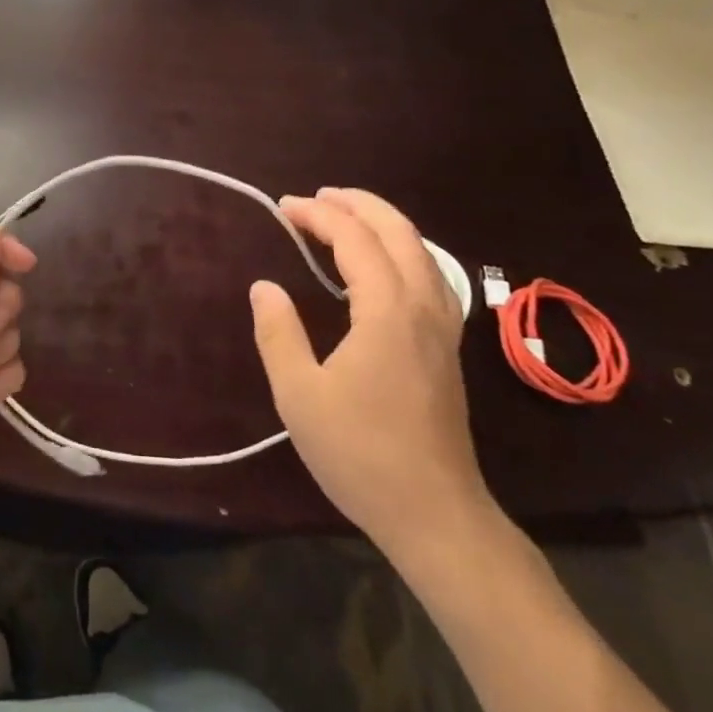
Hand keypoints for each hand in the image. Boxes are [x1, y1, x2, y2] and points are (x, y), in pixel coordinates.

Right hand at [250, 188, 492, 559]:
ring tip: (347, 216)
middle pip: (399, 233)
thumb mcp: (299, 394)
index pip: (355, 240)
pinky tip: (384, 265)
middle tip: (318, 196)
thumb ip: (278, 333)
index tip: (284, 208)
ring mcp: (442, 328)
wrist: (435, 515)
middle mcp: (423, 307)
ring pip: (422, 252)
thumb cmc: (361, 453)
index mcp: (387, 312)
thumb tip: (265, 286)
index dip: (319, 215)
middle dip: (358, 204)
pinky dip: (402, 250)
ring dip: (383, 223)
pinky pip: (429, 275)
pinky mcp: (447, 348)